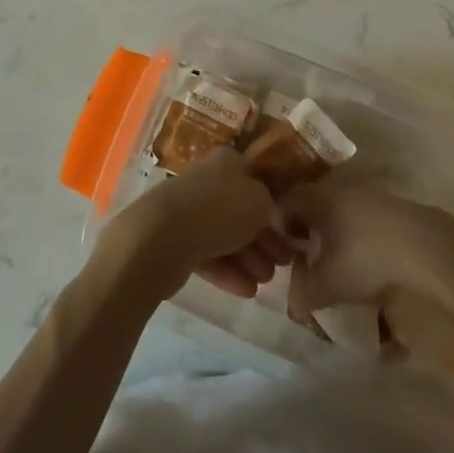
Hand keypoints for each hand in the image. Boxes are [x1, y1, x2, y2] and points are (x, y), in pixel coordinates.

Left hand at [101, 148, 296, 300]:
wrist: (163, 236)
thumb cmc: (220, 210)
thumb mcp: (261, 201)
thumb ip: (269, 204)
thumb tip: (265, 211)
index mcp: (226, 162)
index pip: (256, 181)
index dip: (274, 206)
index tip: (290, 231)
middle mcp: (206, 181)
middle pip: (240, 211)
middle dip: (263, 239)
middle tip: (282, 262)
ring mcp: (187, 210)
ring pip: (225, 235)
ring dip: (249, 258)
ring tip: (265, 281)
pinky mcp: (174, 240)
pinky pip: (207, 254)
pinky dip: (227, 271)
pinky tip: (246, 290)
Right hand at [279, 181, 453, 327]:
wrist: (429, 250)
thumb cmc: (367, 259)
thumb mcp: (328, 285)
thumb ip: (303, 294)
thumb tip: (293, 307)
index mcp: (317, 198)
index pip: (284, 204)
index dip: (278, 229)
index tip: (282, 255)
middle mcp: (339, 189)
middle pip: (312, 208)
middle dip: (306, 234)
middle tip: (306, 262)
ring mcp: (369, 196)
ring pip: (338, 213)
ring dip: (333, 237)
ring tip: (337, 266)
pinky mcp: (393, 208)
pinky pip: (362, 220)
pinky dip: (356, 238)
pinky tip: (366, 262)